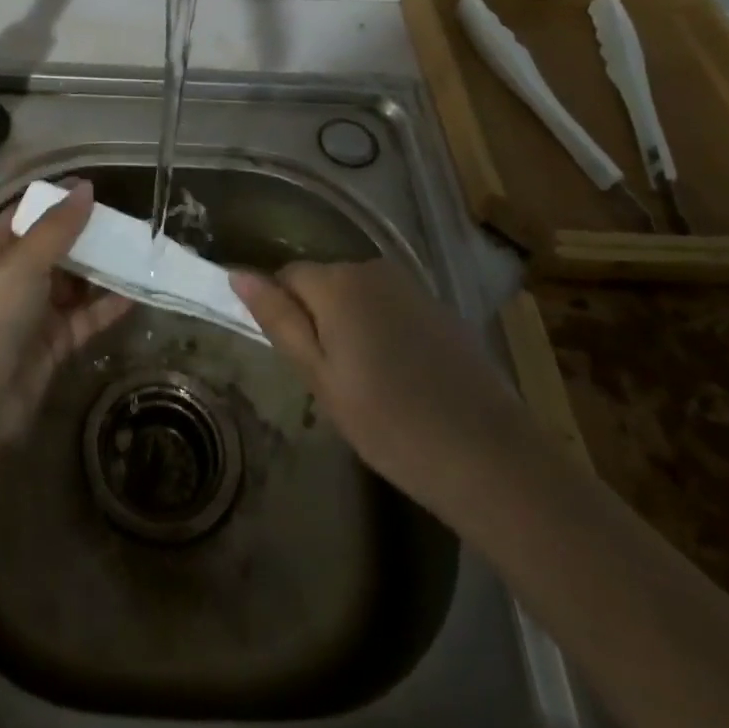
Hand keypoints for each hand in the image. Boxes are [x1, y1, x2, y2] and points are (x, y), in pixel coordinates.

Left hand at [0, 180, 130, 448]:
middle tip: (129, 222)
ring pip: (75, 281)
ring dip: (104, 269)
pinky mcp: (54, 342)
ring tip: (142, 253)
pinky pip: (86, 316)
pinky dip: (109, 305)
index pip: (29, 212)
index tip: (97, 189)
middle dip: (88, 234)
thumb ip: (57, 226)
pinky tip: (138, 293)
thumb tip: (86, 186)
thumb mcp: (22, 262)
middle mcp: (14, 275)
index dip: (58, 199)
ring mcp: (35, 310)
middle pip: (56, 246)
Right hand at [231, 258, 538, 517]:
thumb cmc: (390, 423)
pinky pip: (389, 308)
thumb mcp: (320, 378)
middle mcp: (372, 269)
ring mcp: (411, 287)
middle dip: (318, 319)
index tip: (298, 361)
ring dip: (350, 325)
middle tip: (331, 380)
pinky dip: (383, 332)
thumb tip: (237, 273)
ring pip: (357, 296)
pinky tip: (401, 378)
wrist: (490, 458)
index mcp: (337, 283)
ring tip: (367, 383)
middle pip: (323, 282)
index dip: (284, 314)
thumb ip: (278, 320)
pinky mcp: (439, 308)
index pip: (286, 277)